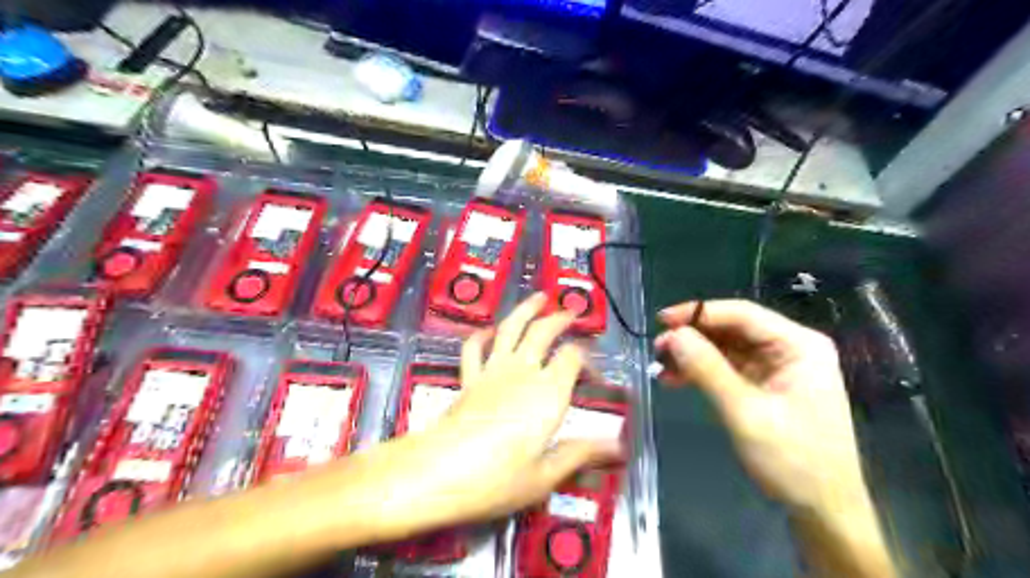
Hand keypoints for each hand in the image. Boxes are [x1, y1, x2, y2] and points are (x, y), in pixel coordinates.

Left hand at [378, 294, 618, 531]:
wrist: (440, 472)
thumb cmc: (497, 478)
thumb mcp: (545, 475)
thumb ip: (580, 453)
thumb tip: (617, 446)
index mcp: (548, 392)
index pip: (573, 358)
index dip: (587, 360)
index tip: (593, 377)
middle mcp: (523, 372)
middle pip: (543, 332)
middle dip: (559, 319)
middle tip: (570, 313)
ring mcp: (492, 371)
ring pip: (511, 328)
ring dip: (525, 310)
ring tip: (538, 297)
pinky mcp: (468, 378)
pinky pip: (474, 348)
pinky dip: (482, 335)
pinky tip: (488, 330)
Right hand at [656, 300, 861, 511]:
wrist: (823, 510)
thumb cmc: (793, 460)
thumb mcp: (745, 413)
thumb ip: (708, 369)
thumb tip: (673, 336)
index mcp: (799, 345)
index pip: (742, 314)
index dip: (699, 313)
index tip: (661, 321)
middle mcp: (790, 348)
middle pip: (732, 329)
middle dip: (693, 337)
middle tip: (657, 349)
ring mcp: (777, 367)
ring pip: (726, 348)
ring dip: (693, 355)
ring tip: (661, 367)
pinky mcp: (765, 385)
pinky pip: (727, 368)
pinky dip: (701, 372)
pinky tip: (675, 380)